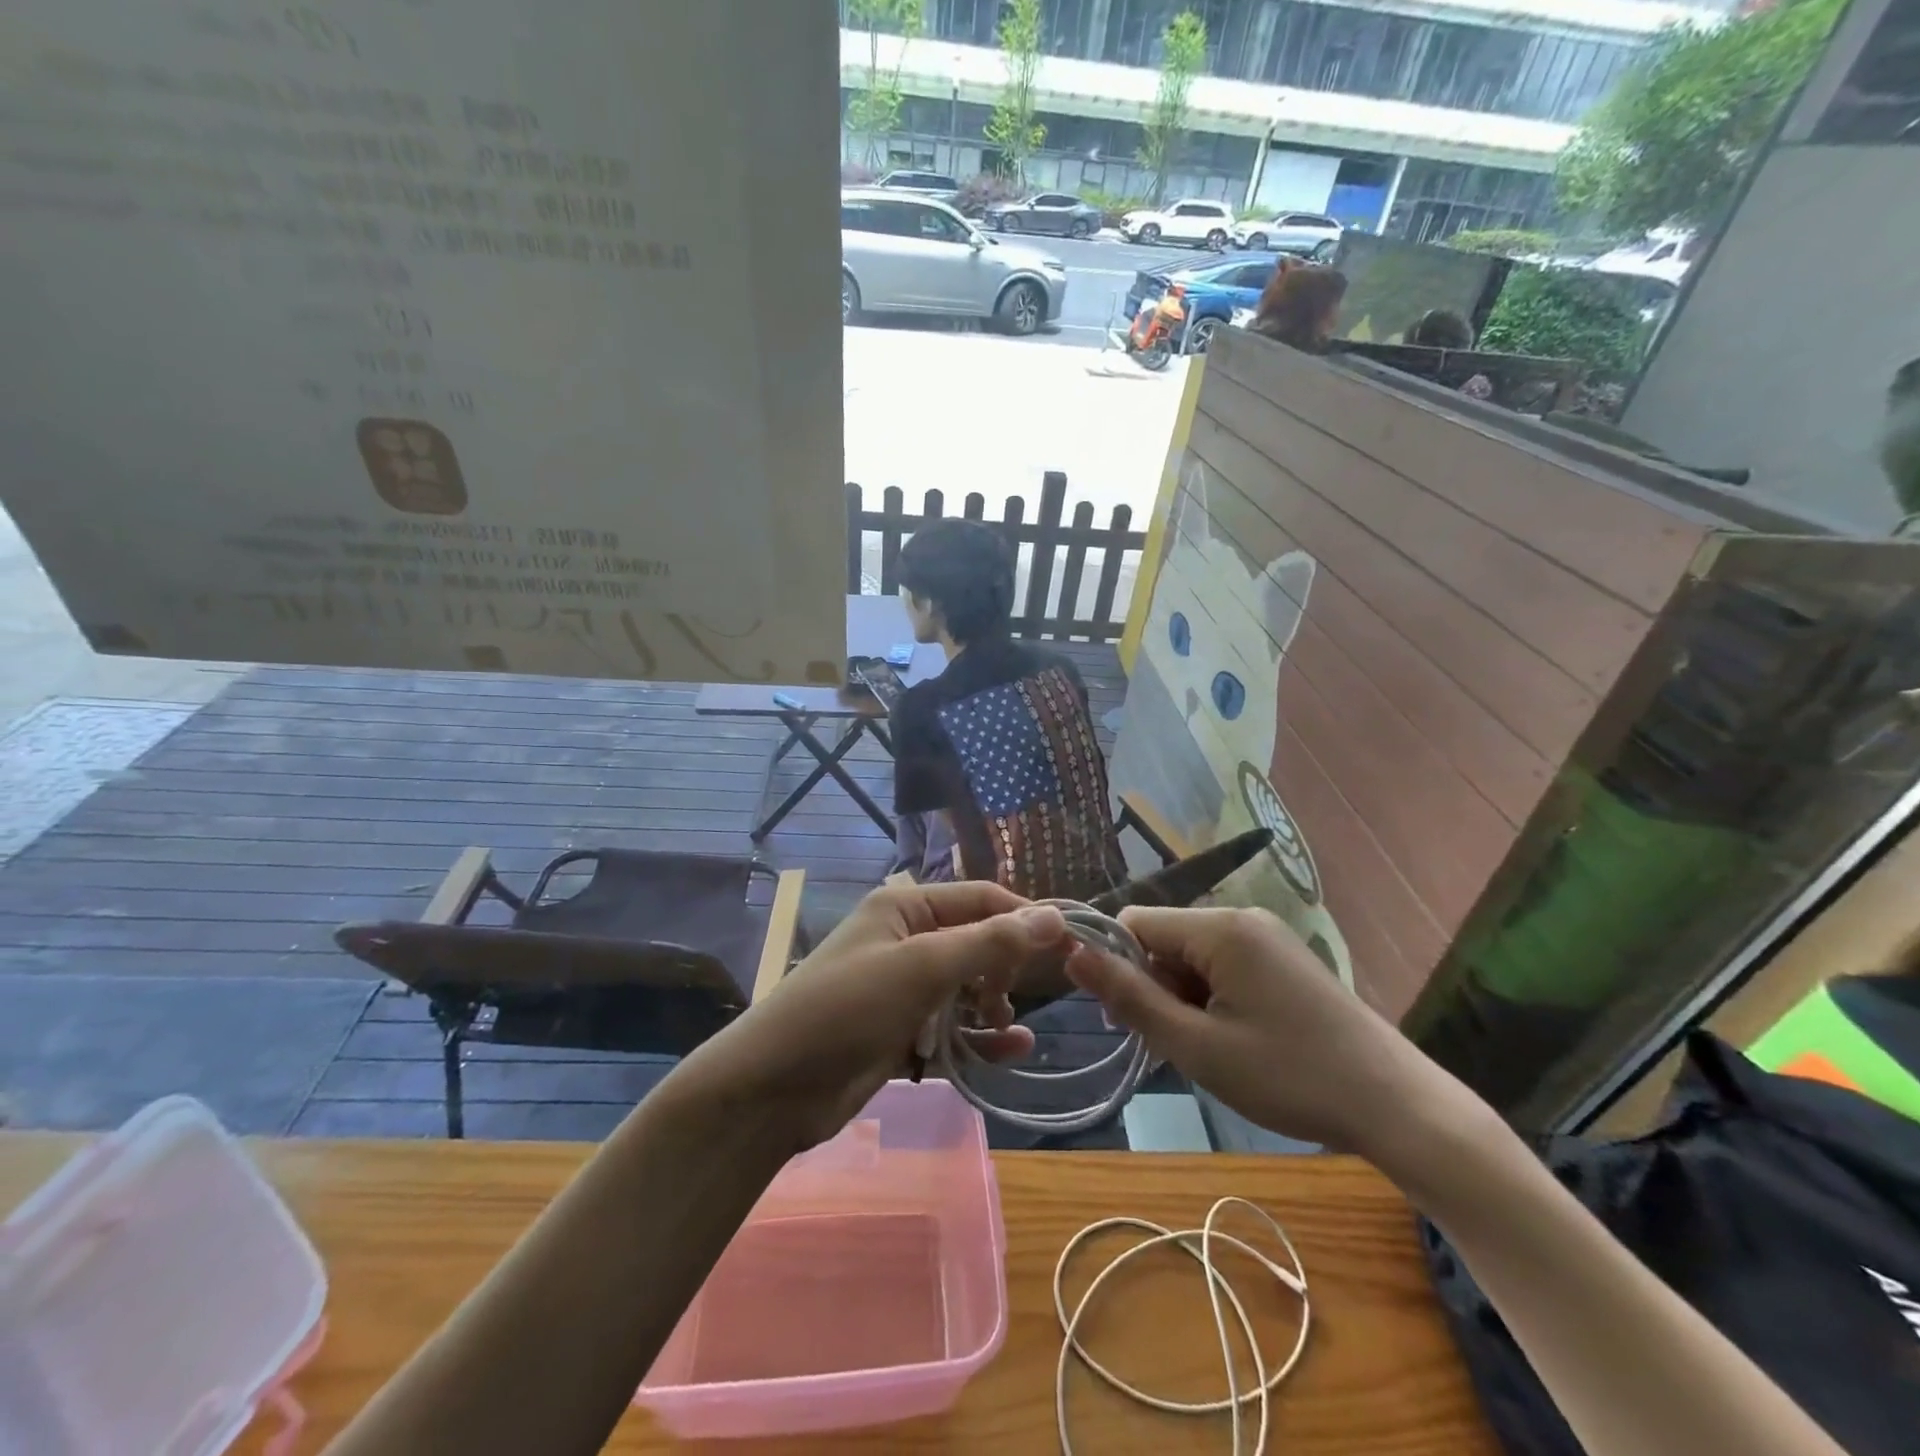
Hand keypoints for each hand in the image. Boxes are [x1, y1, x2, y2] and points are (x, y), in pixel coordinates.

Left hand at [670, 882, 1069, 1151]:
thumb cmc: (847, 1008)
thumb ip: (988, 941)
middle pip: (976, 943)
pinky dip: (980, 1039)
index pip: (979, 899)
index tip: (1069, 944)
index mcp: (904, 908)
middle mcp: (906, 940)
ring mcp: (903, 990)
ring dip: (993, 1004)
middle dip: (1003, 966)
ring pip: (968, 988)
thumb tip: (1053, 916)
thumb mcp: (921, 967)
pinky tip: (1012, 1051)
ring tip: (1005, 1024)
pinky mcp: (901, 1033)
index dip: (1024, 917)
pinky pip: (954, 1028)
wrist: (773, 1089)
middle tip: (1013, 994)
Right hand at [1065, 905, 1442, 1156]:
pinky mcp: (1282, 959)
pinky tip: (1235, 1040)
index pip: (1135, 922)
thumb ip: (1130, 997)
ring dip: (1183, 998)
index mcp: (1220, 928)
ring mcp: (1266, 936)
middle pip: (1164, 939)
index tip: (1127, 1021)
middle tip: (1175, 1046)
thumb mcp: (1197, 1045)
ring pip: (1192, 956)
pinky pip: (1223, 965)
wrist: (1397, 1106)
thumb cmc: (1290, 1077)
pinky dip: (1211, 998)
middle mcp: (1242, 918)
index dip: (1118, 966)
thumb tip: (1071, 953)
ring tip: (1209, 1050)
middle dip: (1154, 987)